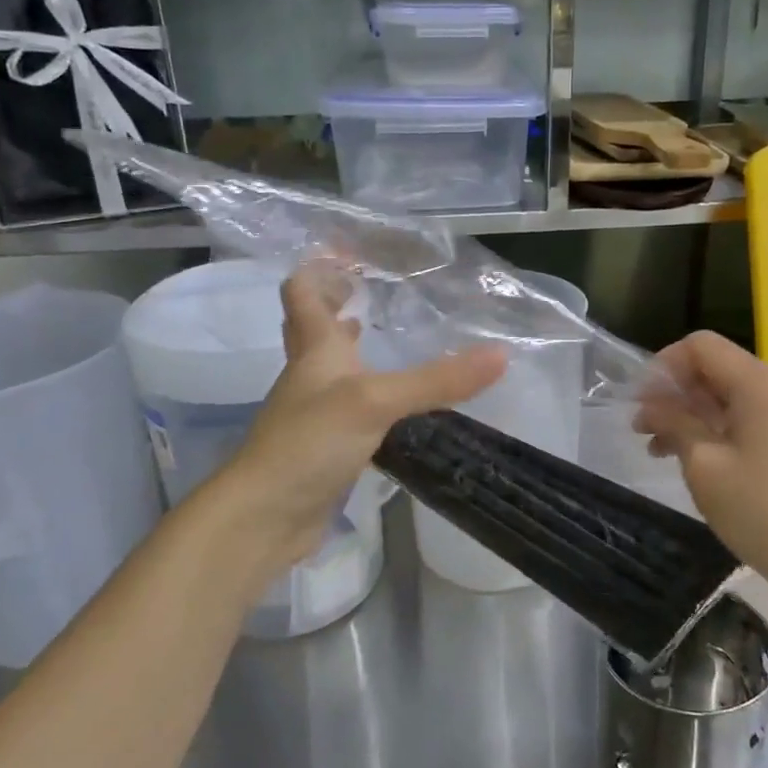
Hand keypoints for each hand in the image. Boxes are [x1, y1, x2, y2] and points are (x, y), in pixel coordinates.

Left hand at [213, 265, 504, 590]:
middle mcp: (312, 374)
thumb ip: (437, 380)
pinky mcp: (328, 447)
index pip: (303, 293)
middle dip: (338, 302)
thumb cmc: (309, 442)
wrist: (266, 516)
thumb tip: (501, 355)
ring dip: (356, 348)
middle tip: (374, 286)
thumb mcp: (376, 401)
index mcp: (315, 349)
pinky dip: (372, 395)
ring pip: (335, 368)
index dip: (320, 267)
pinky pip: (352, 408)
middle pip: (316, 327)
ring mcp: (317, 412)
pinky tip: (400, 403)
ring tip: (391, 333)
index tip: (349, 251)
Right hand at [634, 331, 767, 603]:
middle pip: (713, 368)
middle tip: (641, 428)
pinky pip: (743, 418)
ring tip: (656, 448)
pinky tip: (689, 459)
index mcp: (758, 383)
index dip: (663, 366)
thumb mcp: (705, 465)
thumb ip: (674, 423)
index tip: (638, 403)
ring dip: (688, 414)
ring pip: (725, 396)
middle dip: (672, 392)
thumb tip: (651, 404)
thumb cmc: (762, 510)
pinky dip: (712, 429)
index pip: (700, 346)